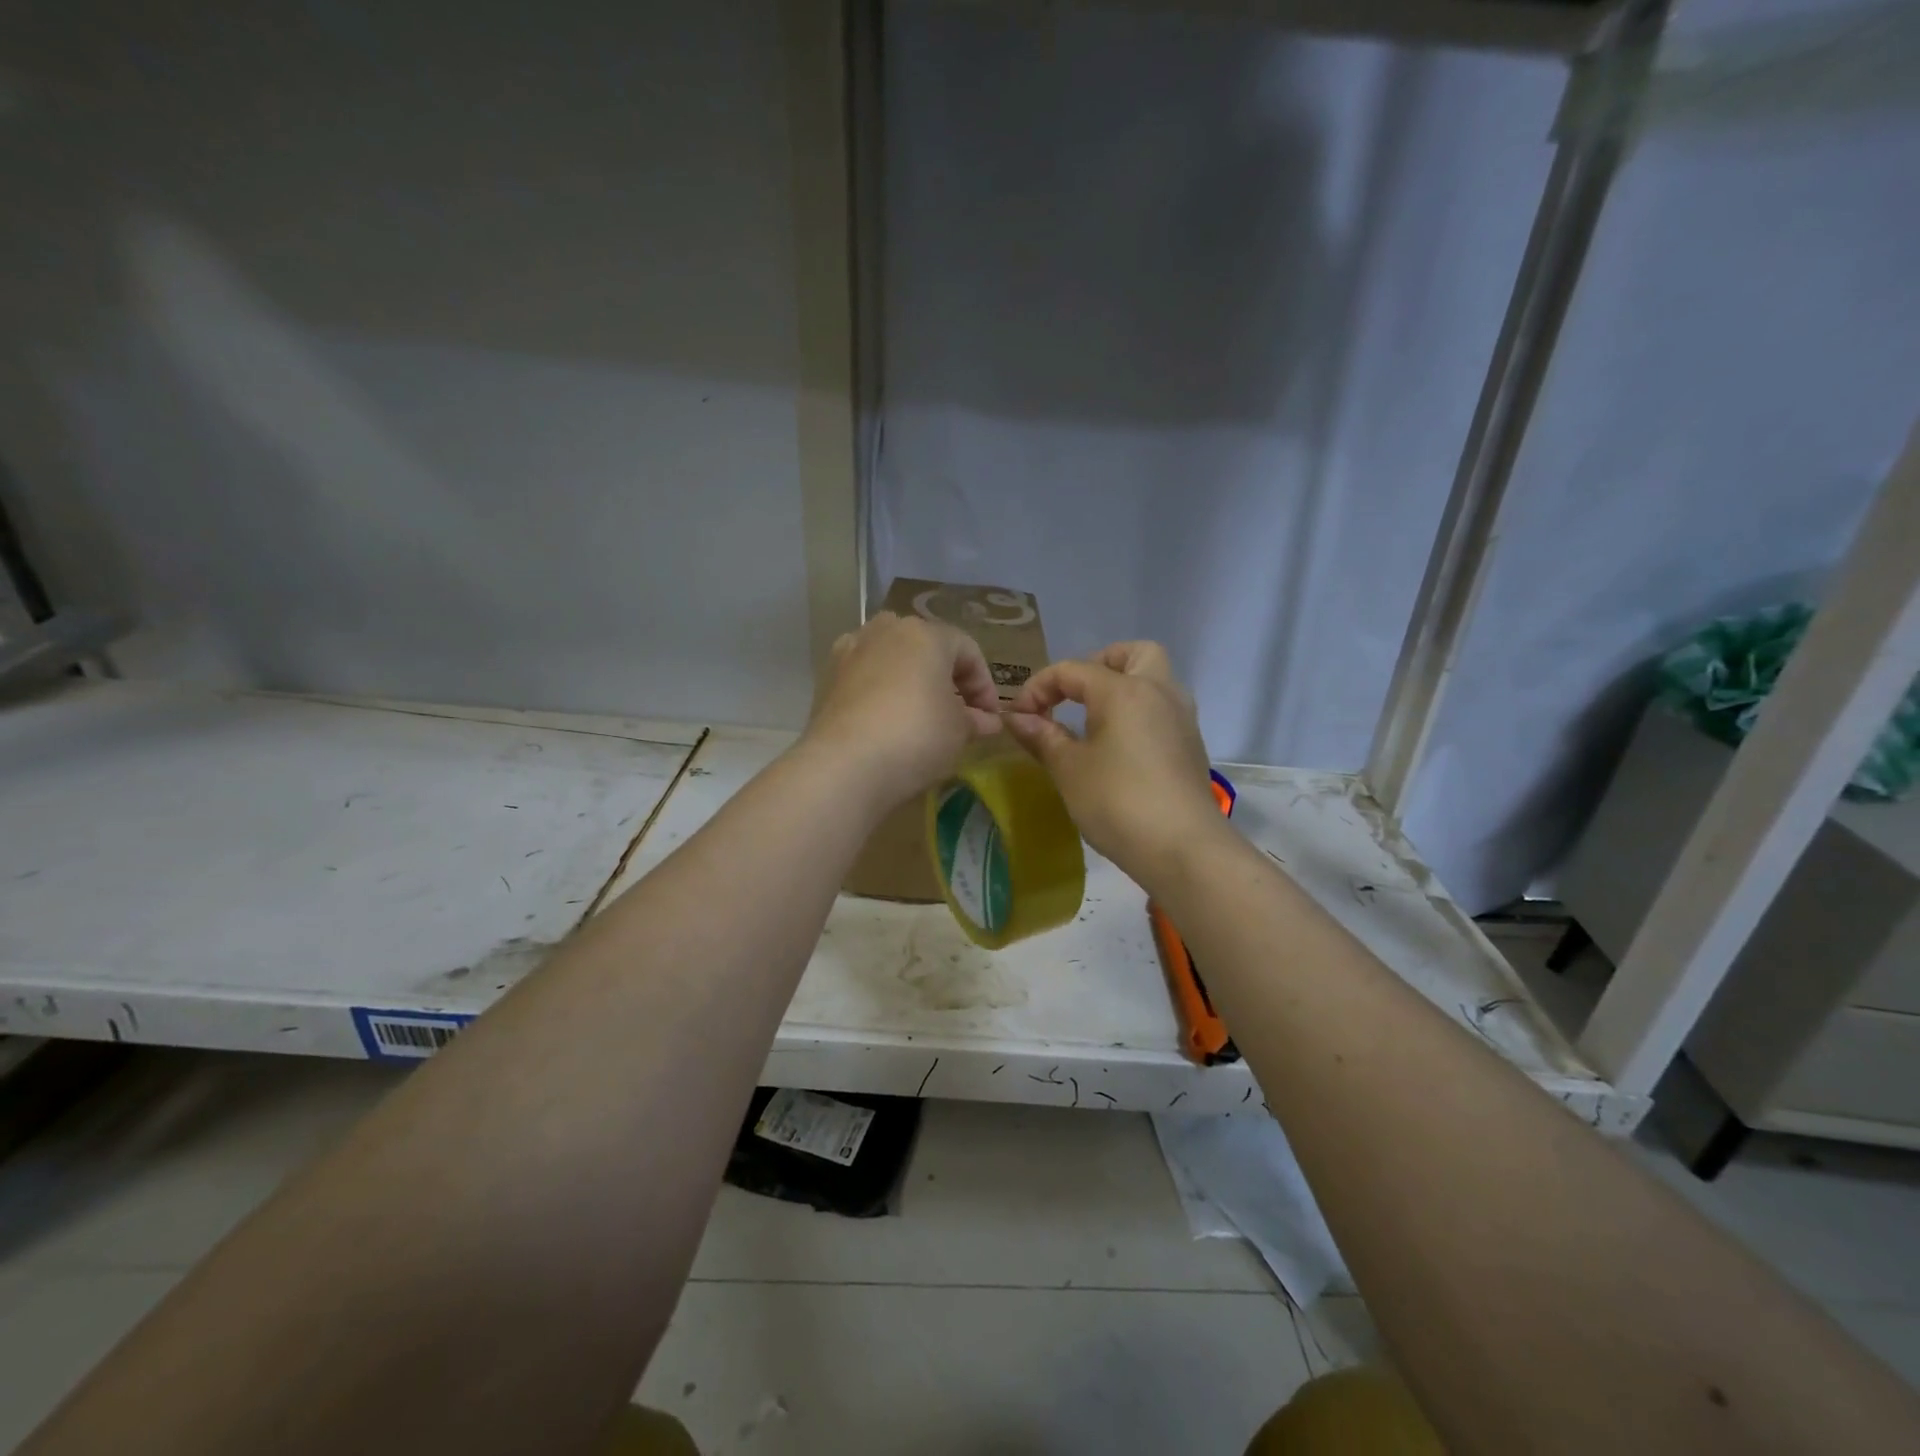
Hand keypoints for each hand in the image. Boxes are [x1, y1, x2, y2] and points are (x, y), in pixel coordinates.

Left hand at [802, 612, 1001, 808]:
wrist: (843, 766)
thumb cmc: (915, 737)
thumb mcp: (959, 731)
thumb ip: (976, 720)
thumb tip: (987, 720)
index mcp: (924, 634)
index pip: (967, 650)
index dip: (985, 685)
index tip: (990, 718)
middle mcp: (885, 631)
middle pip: (927, 649)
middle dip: (947, 680)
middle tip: (960, 715)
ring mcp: (850, 651)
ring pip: (892, 661)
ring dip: (912, 684)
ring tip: (922, 718)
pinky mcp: (826, 678)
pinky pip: (866, 679)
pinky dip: (882, 695)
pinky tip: (888, 723)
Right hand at [1004, 642, 1223, 889]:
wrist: (1183, 848)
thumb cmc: (1118, 802)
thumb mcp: (1069, 769)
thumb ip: (1042, 737)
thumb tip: (1017, 718)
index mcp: (1125, 690)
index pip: (1072, 671)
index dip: (1038, 688)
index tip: (1019, 718)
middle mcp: (1159, 692)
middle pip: (1134, 654)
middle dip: (1099, 664)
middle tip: (1074, 695)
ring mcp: (1182, 719)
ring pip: (1155, 680)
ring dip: (1123, 688)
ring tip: (1093, 722)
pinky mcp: (1191, 746)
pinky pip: (1162, 711)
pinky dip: (1139, 714)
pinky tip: (1119, 748)